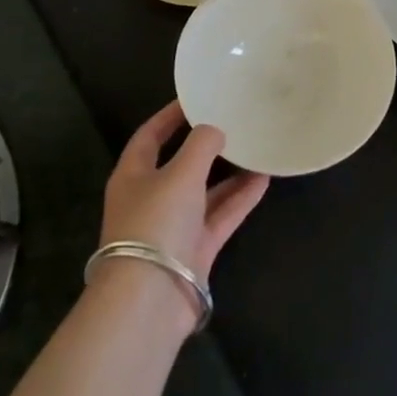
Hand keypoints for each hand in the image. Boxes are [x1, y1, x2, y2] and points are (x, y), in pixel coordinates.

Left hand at [100, 100, 269, 281]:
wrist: (150, 298)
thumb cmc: (156, 223)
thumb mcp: (180, 173)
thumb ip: (201, 145)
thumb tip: (215, 129)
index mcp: (133, 176)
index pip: (149, 136)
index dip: (170, 116)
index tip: (195, 97)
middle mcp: (152, 198)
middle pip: (180, 164)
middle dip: (206, 145)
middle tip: (234, 121)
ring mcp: (174, 226)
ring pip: (205, 191)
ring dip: (229, 172)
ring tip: (257, 147)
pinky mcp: (196, 249)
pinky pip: (221, 215)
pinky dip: (240, 198)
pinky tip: (264, 179)